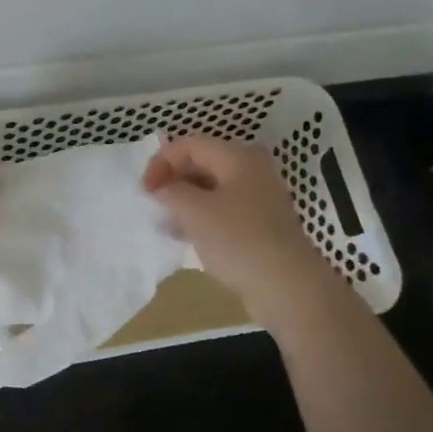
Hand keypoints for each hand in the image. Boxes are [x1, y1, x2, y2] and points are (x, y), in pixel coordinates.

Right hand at [143, 135, 321, 308]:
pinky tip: (186, 237)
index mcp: (238, 157)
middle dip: (173, 180)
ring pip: (211, 189)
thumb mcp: (194, 211)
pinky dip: (201, 217)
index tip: (145, 190)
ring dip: (185, 201)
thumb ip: (170, 192)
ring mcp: (259, 198)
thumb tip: (160, 188)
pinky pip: (223, 210)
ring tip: (165, 222)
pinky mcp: (260, 224)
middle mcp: (252, 170)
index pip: (190, 144)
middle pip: (202, 163)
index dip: (161, 162)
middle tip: (153, 204)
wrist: (287, 287)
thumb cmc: (238, 240)